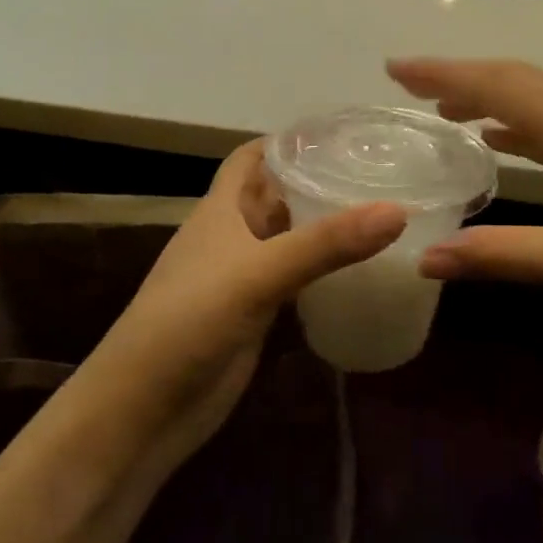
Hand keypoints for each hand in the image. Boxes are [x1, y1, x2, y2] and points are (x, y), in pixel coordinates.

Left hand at [81, 141, 405, 476]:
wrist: (144, 409)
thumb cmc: (189, 322)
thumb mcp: (258, 274)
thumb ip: (325, 243)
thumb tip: (398, 211)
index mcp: (221, 210)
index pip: (252, 157)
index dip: (289, 141)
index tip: (343, 133)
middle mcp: (233, 236)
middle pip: (277, 196)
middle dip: (318, 181)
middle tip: (381, 172)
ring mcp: (244, 278)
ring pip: (289, 239)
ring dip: (324, 227)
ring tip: (383, 212)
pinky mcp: (256, 315)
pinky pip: (295, 280)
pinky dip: (323, 271)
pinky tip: (361, 270)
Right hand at [388, 58, 542, 359]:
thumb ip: (500, 256)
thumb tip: (425, 258)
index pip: (503, 88)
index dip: (445, 76)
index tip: (395, 69)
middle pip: (523, 81)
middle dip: (463, 77)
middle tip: (409, 83)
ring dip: (495, 98)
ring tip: (446, 110)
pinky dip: (526, 124)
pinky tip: (505, 140)